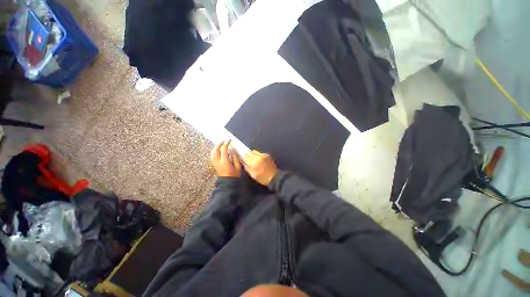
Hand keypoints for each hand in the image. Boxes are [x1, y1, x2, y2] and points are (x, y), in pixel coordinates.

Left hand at [211, 140, 240, 177]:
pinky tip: (217, 150)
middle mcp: (218, 161)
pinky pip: (212, 156)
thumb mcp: (238, 167)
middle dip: (219, 144)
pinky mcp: (214, 165)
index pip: (223, 149)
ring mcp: (215, 163)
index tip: (229, 140)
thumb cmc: (234, 176)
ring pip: (212, 153)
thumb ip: (235, 157)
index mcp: (224, 161)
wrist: (227, 184)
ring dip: (216, 147)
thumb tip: (233, 150)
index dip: (226, 143)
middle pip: (216, 150)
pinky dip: (214, 151)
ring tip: (220, 144)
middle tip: (224, 141)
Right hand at [242, 150, 277, 185]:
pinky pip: (260, 153)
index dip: (242, 156)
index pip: (245, 156)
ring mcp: (264, 155)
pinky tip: (259, 160)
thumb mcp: (252, 174)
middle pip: (250, 152)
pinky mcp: (267, 155)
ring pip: (255, 151)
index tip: (241, 157)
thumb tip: (242, 161)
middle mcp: (259, 157)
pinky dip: (257, 155)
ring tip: (253, 159)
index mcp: (254, 163)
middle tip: (247, 159)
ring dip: (252, 154)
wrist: (274, 177)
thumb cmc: (262, 178)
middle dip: (247, 154)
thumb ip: (246, 167)